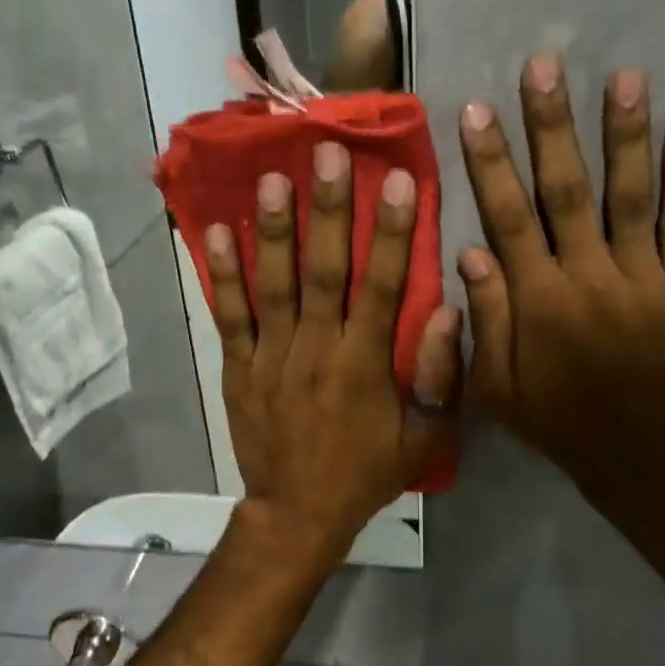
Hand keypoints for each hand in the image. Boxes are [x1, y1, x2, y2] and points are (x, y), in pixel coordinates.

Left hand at [207, 139, 461, 563]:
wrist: (297, 513)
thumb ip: (441, 377)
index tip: (398, 180)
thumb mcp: (424, 438)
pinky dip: (221, 275)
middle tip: (326, 153)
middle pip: (323, 271)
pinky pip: (230, 316)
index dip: (391, 233)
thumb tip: (450, 310)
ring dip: (273, 230)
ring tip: (273, 176)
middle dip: (327, 211)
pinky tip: (214, 231)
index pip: (382, 287)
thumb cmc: (366, 473)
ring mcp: (272, 357)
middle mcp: (317, 350)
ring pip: (273, 284)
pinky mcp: (239, 368)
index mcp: (365, 365)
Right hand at [456, 54, 664, 491]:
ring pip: (630, 195)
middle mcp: (587, 276)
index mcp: (538, 300)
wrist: (635, 453)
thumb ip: (484, 321)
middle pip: (566, 191)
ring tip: (623, 76)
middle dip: (552, 126)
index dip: (490, 164)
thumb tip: (469, 251)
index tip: (475, 111)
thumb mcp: (496, 389)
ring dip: (625, 134)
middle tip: (544, 66)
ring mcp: (641, 277)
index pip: (507, 219)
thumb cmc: (555, 420)